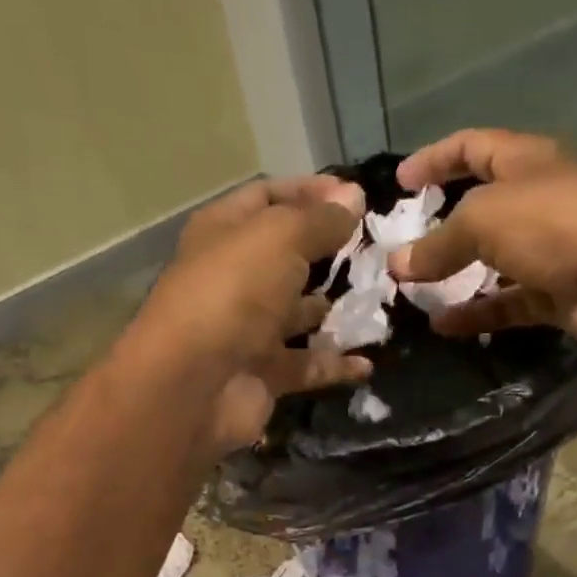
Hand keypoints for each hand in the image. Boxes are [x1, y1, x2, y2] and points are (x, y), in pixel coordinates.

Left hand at [138, 175, 370, 451]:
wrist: (195, 384)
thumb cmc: (234, 293)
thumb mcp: (281, 238)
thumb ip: (320, 219)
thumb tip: (354, 198)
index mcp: (225, 232)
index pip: (269, 198)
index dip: (311, 192)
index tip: (359, 198)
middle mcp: (235, 277)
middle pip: (288, 256)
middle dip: (331, 252)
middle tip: (378, 251)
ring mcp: (250, 328)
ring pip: (300, 313)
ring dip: (337, 309)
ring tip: (381, 301)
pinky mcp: (265, 373)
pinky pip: (308, 364)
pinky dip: (335, 364)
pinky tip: (368, 361)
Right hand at [388, 129, 576, 353]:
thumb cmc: (557, 224)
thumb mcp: (485, 220)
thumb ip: (439, 243)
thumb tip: (398, 264)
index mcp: (525, 162)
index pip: (471, 148)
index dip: (434, 159)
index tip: (398, 184)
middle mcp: (537, 202)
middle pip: (480, 210)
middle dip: (439, 228)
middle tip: (400, 250)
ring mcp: (549, 252)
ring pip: (491, 264)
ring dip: (454, 278)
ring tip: (412, 294)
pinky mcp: (556, 296)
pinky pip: (507, 305)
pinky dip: (476, 315)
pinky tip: (442, 328)